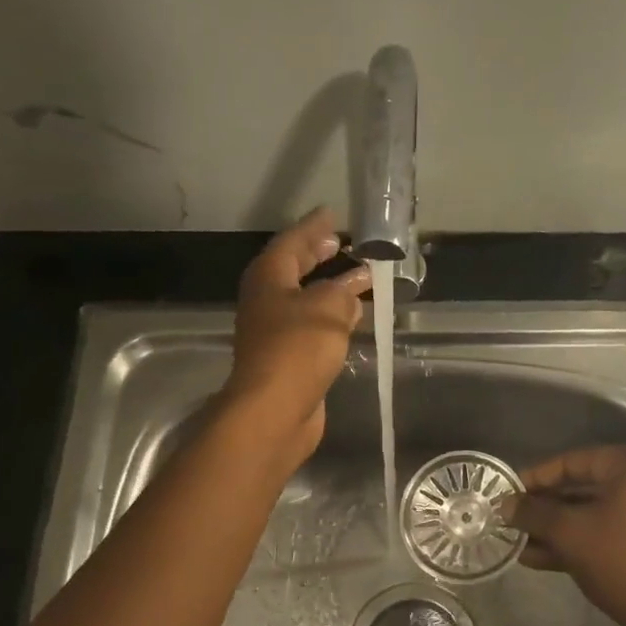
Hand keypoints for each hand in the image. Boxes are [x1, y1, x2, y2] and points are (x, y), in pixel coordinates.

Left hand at [220, 208, 370, 470]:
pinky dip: (331, 318)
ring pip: (305, 300)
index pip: (292, 242)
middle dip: (318, 255)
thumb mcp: (327, 309)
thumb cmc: (297, 349)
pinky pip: (312, 327)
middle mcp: (267, 301)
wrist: (275, 411)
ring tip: (357, 279)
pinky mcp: (287, 359)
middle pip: (293, 270)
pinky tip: (351, 320)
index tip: (333, 214)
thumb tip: (351, 290)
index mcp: (269, 278)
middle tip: (342, 243)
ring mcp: (274, 332)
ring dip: (329, 288)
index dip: (313, 228)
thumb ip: (342, 293)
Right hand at [506, 445, 625, 625]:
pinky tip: (539, 558)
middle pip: (583, 487)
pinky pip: (607, 533)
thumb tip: (504, 505)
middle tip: (510, 520)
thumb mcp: (570, 533)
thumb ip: (533, 513)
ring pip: (593, 514)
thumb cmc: (623, 560)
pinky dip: (577, 542)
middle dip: (544, 508)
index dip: (536, 477)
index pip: (573, 461)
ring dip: (555, 528)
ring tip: (518, 543)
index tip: (507, 493)